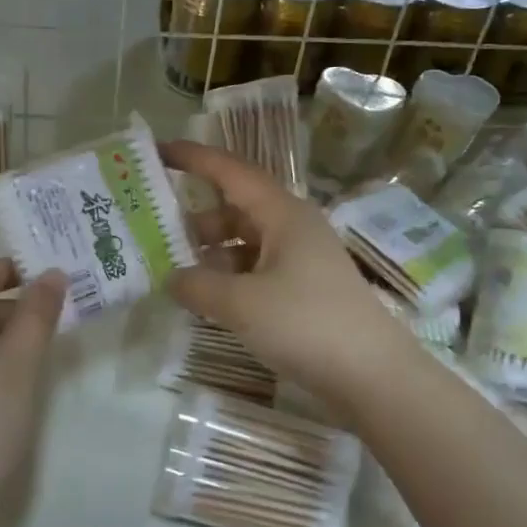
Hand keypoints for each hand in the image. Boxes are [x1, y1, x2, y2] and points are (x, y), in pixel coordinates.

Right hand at [162, 141, 421, 415]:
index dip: (193, 158)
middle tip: (153, 232)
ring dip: (210, 254)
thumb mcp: (241, 304)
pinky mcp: (304, 290)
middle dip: (194, 219)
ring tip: (172, 273)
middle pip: (235, 209)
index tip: (157, 151)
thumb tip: (171, 278)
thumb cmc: (306, 324)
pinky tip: (207, 300)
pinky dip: (229, 279)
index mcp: (283, 214)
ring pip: (244, 243)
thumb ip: (197, 286)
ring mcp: (301, 260)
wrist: (373, 375)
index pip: (231, 172)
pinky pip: (256, 271)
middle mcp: (293, 228)